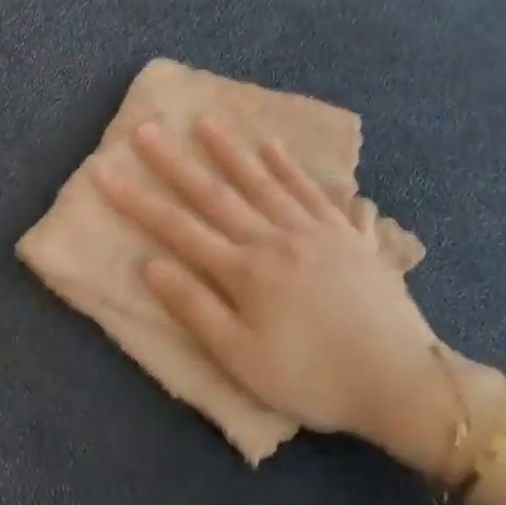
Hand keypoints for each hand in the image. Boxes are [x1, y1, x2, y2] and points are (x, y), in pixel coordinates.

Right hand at [95, 120, 491, 475]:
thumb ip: (196, 308)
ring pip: (264, 182)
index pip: (178, 228)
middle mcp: (276, 239)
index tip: (105, 172)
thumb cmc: (313, 378)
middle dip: (175, 163)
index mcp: (245, 271)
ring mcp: (316, 232)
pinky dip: (292, 167)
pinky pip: (314, 191)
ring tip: (206, 123)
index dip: (137, 200)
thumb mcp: (242, 359)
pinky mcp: (349, 237)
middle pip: (217, 194)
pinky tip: (276, 147)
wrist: (401, 381)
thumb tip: (151, 264)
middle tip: (147, 130)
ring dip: (231, 151)